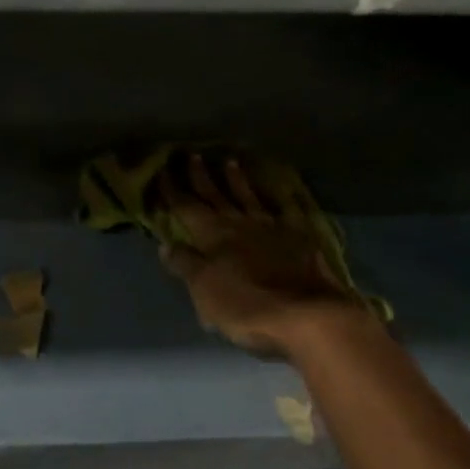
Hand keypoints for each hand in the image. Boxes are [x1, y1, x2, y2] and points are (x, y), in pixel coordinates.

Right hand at [159, 153, 362, 356]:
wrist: (307, 314)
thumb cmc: (246, 305)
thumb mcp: (204, 289)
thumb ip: (185, 264)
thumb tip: (166, 243)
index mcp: (212, 234)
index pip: (186, 207)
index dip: (172, 190)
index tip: (162, 171)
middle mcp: (240, 223)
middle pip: (216, 195)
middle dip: (201, 176)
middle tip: (192, 155)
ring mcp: (272, 227)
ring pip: (249, 197)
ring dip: (237, 180)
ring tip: (231, 162)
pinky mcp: (300, 237)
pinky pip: (288, 210)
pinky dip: (282, 199)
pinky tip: (282, 191)